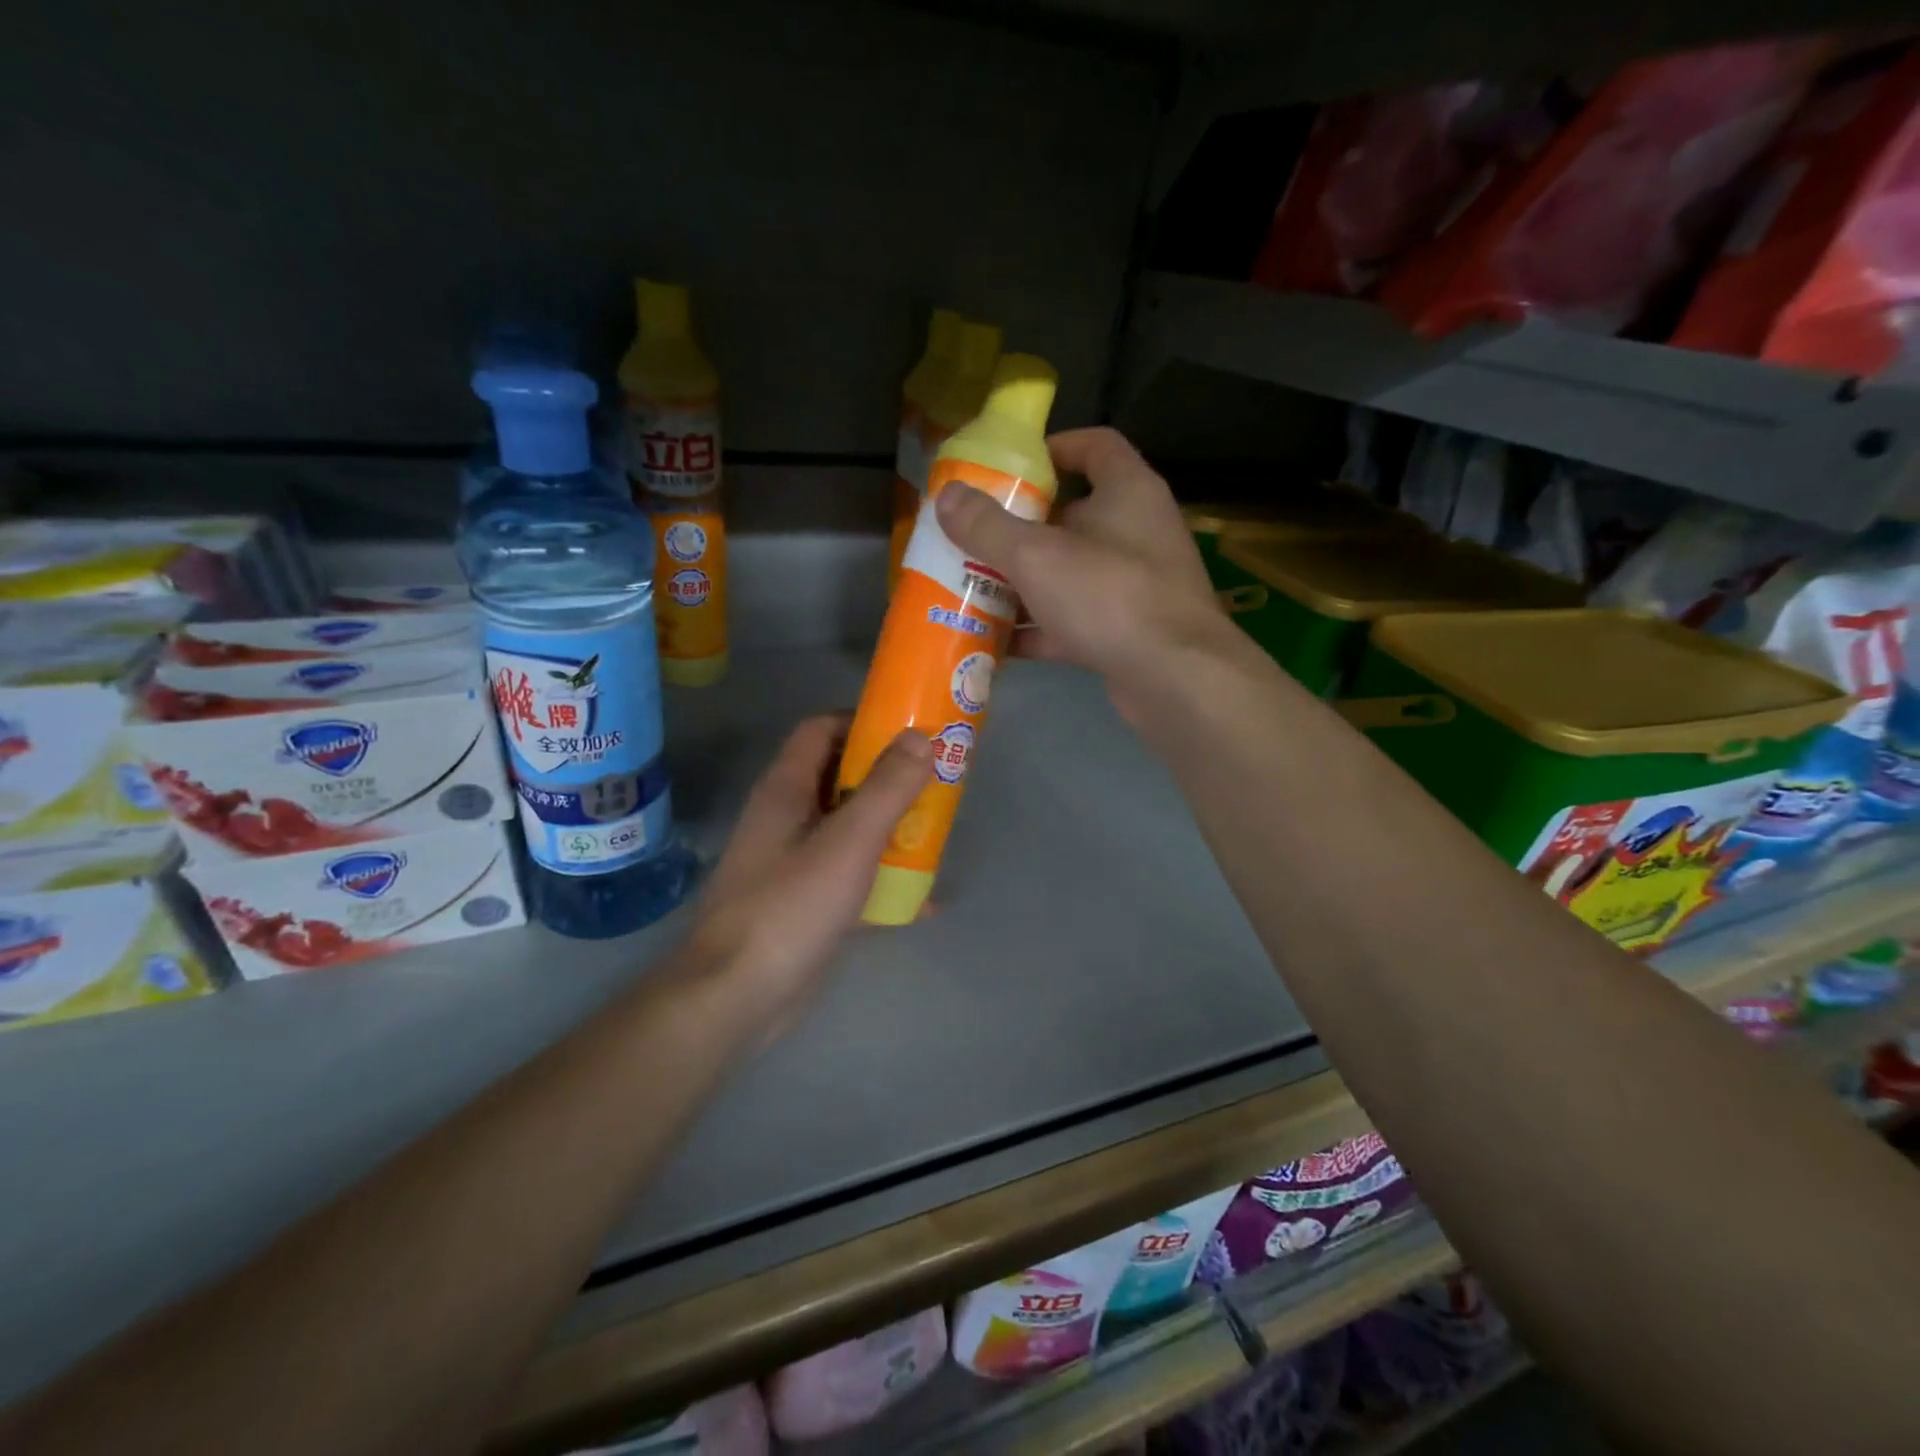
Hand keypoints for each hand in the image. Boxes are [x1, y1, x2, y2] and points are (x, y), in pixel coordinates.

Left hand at [687, 715, 931, 1041]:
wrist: (736, 997)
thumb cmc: (790, 907)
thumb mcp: (848, 842)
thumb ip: (887, 788)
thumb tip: (920, 737)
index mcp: (786, 790)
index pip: (820, 730)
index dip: (863, 721)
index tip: (911, 731)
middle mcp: (786, 817)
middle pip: (839, 777)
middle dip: (887, 776)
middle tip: (936, 780)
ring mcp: (792, 861)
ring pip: (847, 827)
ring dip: (888, 826)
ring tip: (935, 832)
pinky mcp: (804, 902)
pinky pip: (849, 874)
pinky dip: (881, 877)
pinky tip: (921, 898)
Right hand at [934, 427, 1231, 713]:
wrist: (1175, 679)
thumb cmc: (1109, 597)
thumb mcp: (1036, 556)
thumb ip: (988, 525)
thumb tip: (946, 494)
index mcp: (1127, 492)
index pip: (1095, 446)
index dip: (1053, 448)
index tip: (1009, 468)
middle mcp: (1136, 532)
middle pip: (1073, 515)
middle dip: (1021, 527)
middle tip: (974, 536)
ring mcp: (1135, 585)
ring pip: (1070, 573)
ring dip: (1025, 582)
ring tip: (973, 588)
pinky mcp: (1127, 631)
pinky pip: (1074, 620)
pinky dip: (1039, 628)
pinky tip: (997, 642)